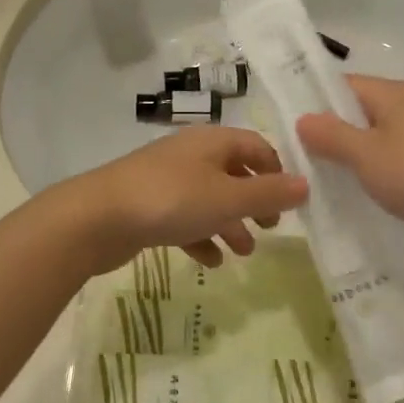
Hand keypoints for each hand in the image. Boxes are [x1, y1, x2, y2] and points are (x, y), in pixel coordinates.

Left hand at [62, 127, 307, 273]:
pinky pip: (184, 218)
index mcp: (213, 141)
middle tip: (270, 228)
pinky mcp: (149, 205)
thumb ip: (268, 193)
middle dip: (254, 201)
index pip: (256, 146)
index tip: (290, 203)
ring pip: (209, 198)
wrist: (97, 217)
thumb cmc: (171, 200)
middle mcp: (192, 154)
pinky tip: (209, 261)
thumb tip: (306, 184)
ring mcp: (167, 179)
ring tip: (244, 253)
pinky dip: (200, 236)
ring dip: (230, 223)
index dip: (276, 171)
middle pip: (233, 172)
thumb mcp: (227, 198)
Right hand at [296, 76, 403, 244]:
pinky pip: (394, 165)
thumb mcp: (365, 153)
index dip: (316, 101)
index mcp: (394, 94)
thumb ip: (331, 135)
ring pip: (377, 142)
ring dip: (353, 159)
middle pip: (360, 114)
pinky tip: (358, 197)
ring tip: (320, 182)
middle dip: (331, 134)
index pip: (345, 85)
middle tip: (299, 159)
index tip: (288, 125)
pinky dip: (375, 176)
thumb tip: (303, 118)